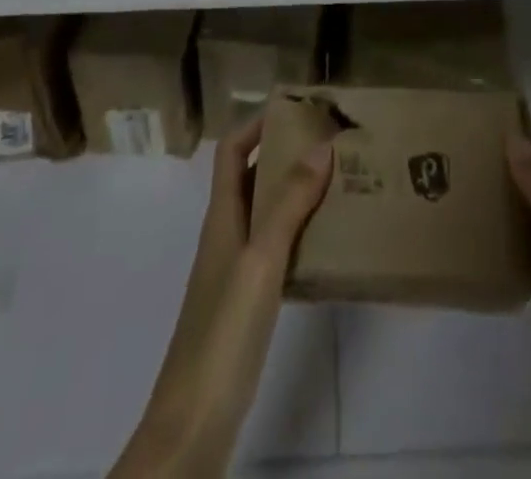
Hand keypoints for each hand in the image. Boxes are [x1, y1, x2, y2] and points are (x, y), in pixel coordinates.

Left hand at [109, 117, 332, 478]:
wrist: (193, 422)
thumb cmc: (223, 331)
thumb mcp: (261, 261)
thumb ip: (288, 204)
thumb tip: (320, 144)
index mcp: (221, 216)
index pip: (232, 150)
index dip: (256, 123)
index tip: (295, 107)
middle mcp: (225, 234)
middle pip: (250, 177)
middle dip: (283, 153)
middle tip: (330, 143)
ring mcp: (233, 271)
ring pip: (264, 212)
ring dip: (294, 192)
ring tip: (337, 184)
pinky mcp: (245, 303)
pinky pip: (273, 248)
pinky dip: (297, 233)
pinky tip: (325, 244)